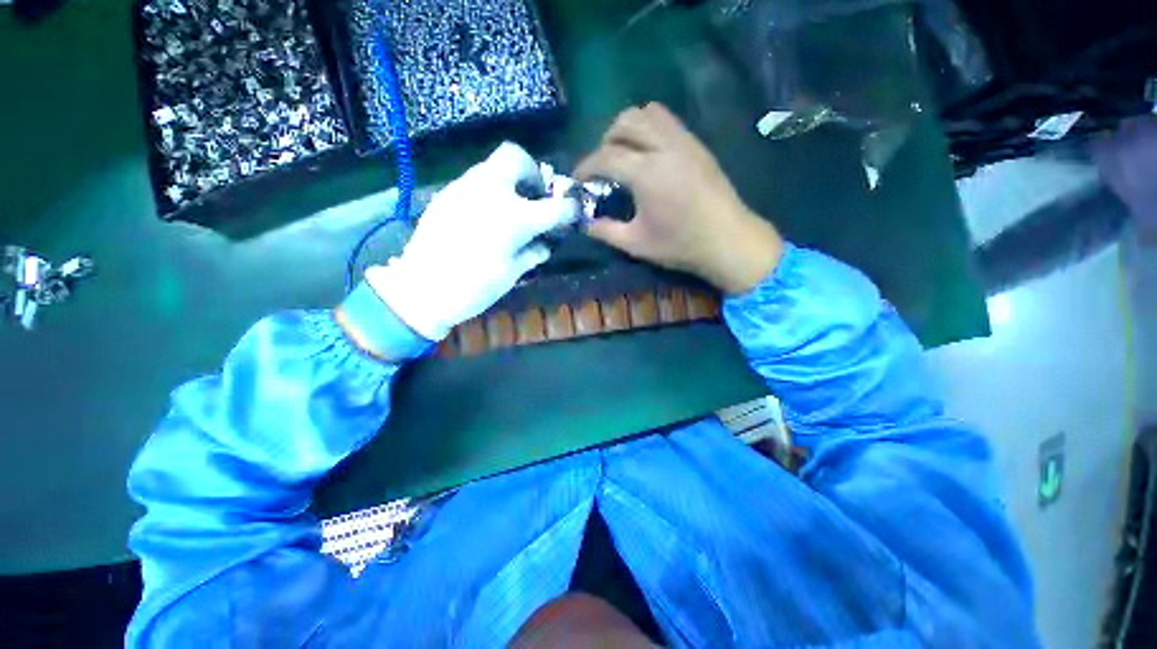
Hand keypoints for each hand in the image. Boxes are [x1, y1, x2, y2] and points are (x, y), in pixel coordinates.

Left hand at [366, 142, 577, 340]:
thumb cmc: (474, 286)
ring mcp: (464, 189)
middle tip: (534, 196)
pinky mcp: (446, 195)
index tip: (572, 213)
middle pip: (515, 157)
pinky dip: (489, 192)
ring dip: (509, 181)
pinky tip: (486, 217)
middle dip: (531, 172)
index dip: (569, 209)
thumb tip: (545, 245)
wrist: (421, 289)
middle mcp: (490, 192)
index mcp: (514, 218)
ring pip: (492, 166)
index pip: (554, 206)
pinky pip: (474, 182)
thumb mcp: (511, 273)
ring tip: (511, 208)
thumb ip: (532, 253)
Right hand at [576, 103, 784, 294]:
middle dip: (605, 141)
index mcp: (647, 173)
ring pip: (648, 113)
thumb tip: (585, 224)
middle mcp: (664, 147)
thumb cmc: (680, 245)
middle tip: (602, 167)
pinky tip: (648, 155)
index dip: (586, 167)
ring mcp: (684, 141)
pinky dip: (649, 129)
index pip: (606, 156)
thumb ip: (606, 231)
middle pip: (625, 122)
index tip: (577, 180)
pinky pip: (667, 121)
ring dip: (628, 129)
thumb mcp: (636, 244)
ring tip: (624, 155)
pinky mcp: (697, 145)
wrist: (728, 240)